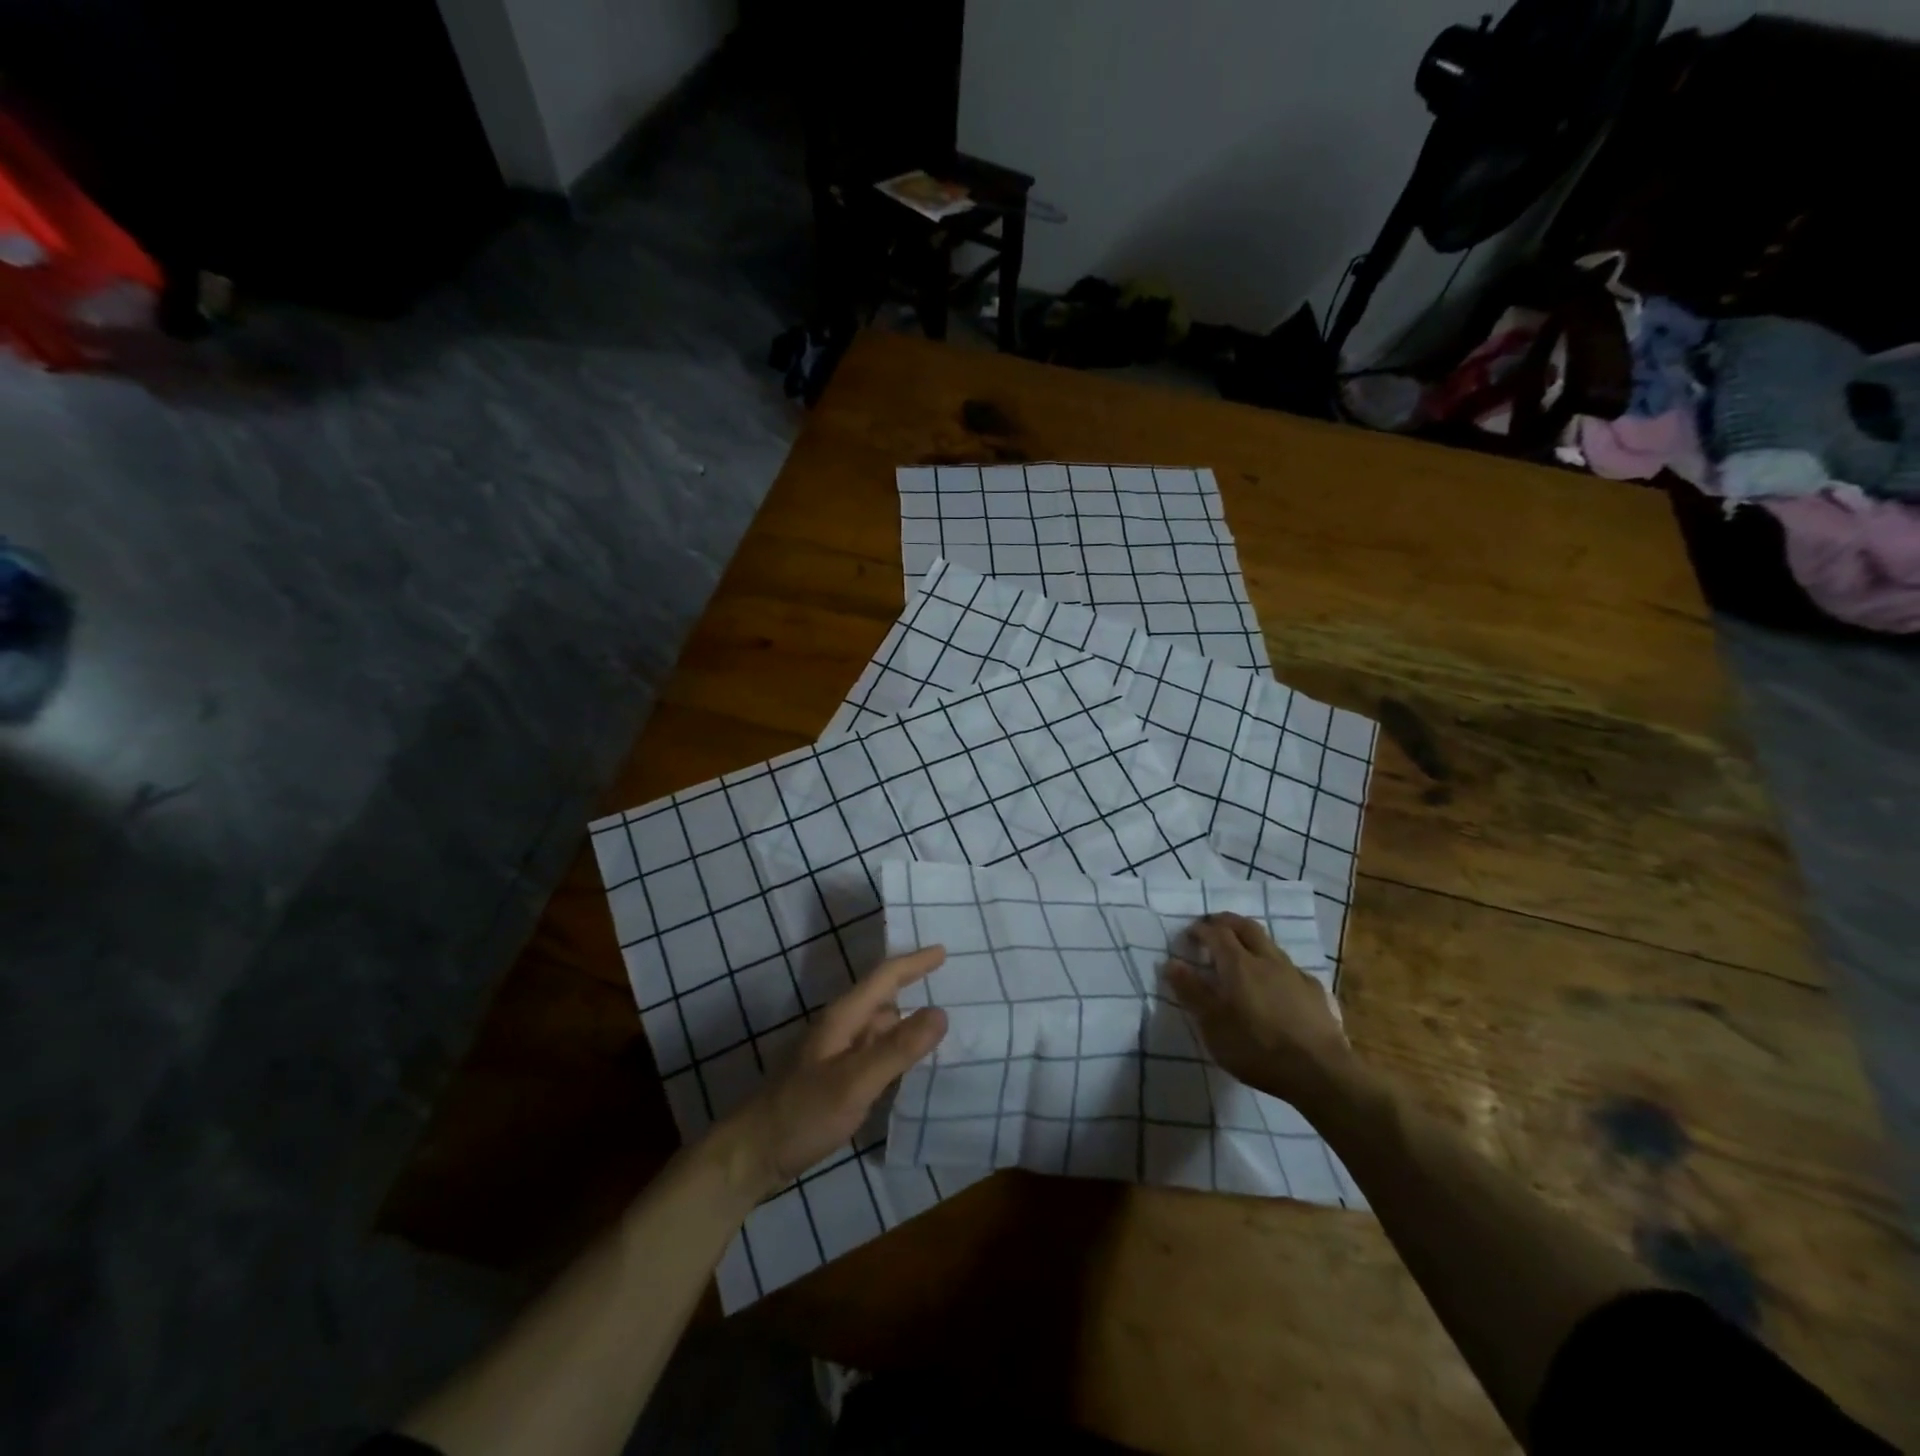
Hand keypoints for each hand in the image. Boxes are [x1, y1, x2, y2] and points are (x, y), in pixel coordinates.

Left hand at [716, 947, 949, 1197]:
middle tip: (952, 987)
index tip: (944, 952)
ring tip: (941, 1027)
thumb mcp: (855, 1082)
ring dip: (907, 1023)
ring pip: (879, 1028)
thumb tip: (942, 1012)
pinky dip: (896, 1051)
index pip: (885, 977)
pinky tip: (911, 1067)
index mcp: (843, 1017)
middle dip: (913, 988)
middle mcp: (840, 1028)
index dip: (915, 963)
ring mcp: (835, 1055)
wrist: (752, 1155)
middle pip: (883, 999)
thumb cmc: (802, 1113)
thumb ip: (898, 1048)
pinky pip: (874, 1053)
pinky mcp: (834, 1079)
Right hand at [1165, 914, 1355, 1113]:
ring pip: (1270, 945)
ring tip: (1243, 954)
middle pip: (1246, 927)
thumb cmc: (1256, 1048)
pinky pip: (1291, 969)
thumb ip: (1191, 992)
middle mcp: (1267, 960)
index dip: (1201, 929)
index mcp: (1239, 964)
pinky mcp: (1316, 992)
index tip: (1189, 935)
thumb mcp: (1213, 1025)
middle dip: (1227, 922)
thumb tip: (1171, 962)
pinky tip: (1277, 985)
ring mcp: (1295, 974)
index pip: (1217, 932)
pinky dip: (1276, 967)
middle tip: (1214, 927)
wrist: (1320, 1072)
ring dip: (1252, 941)